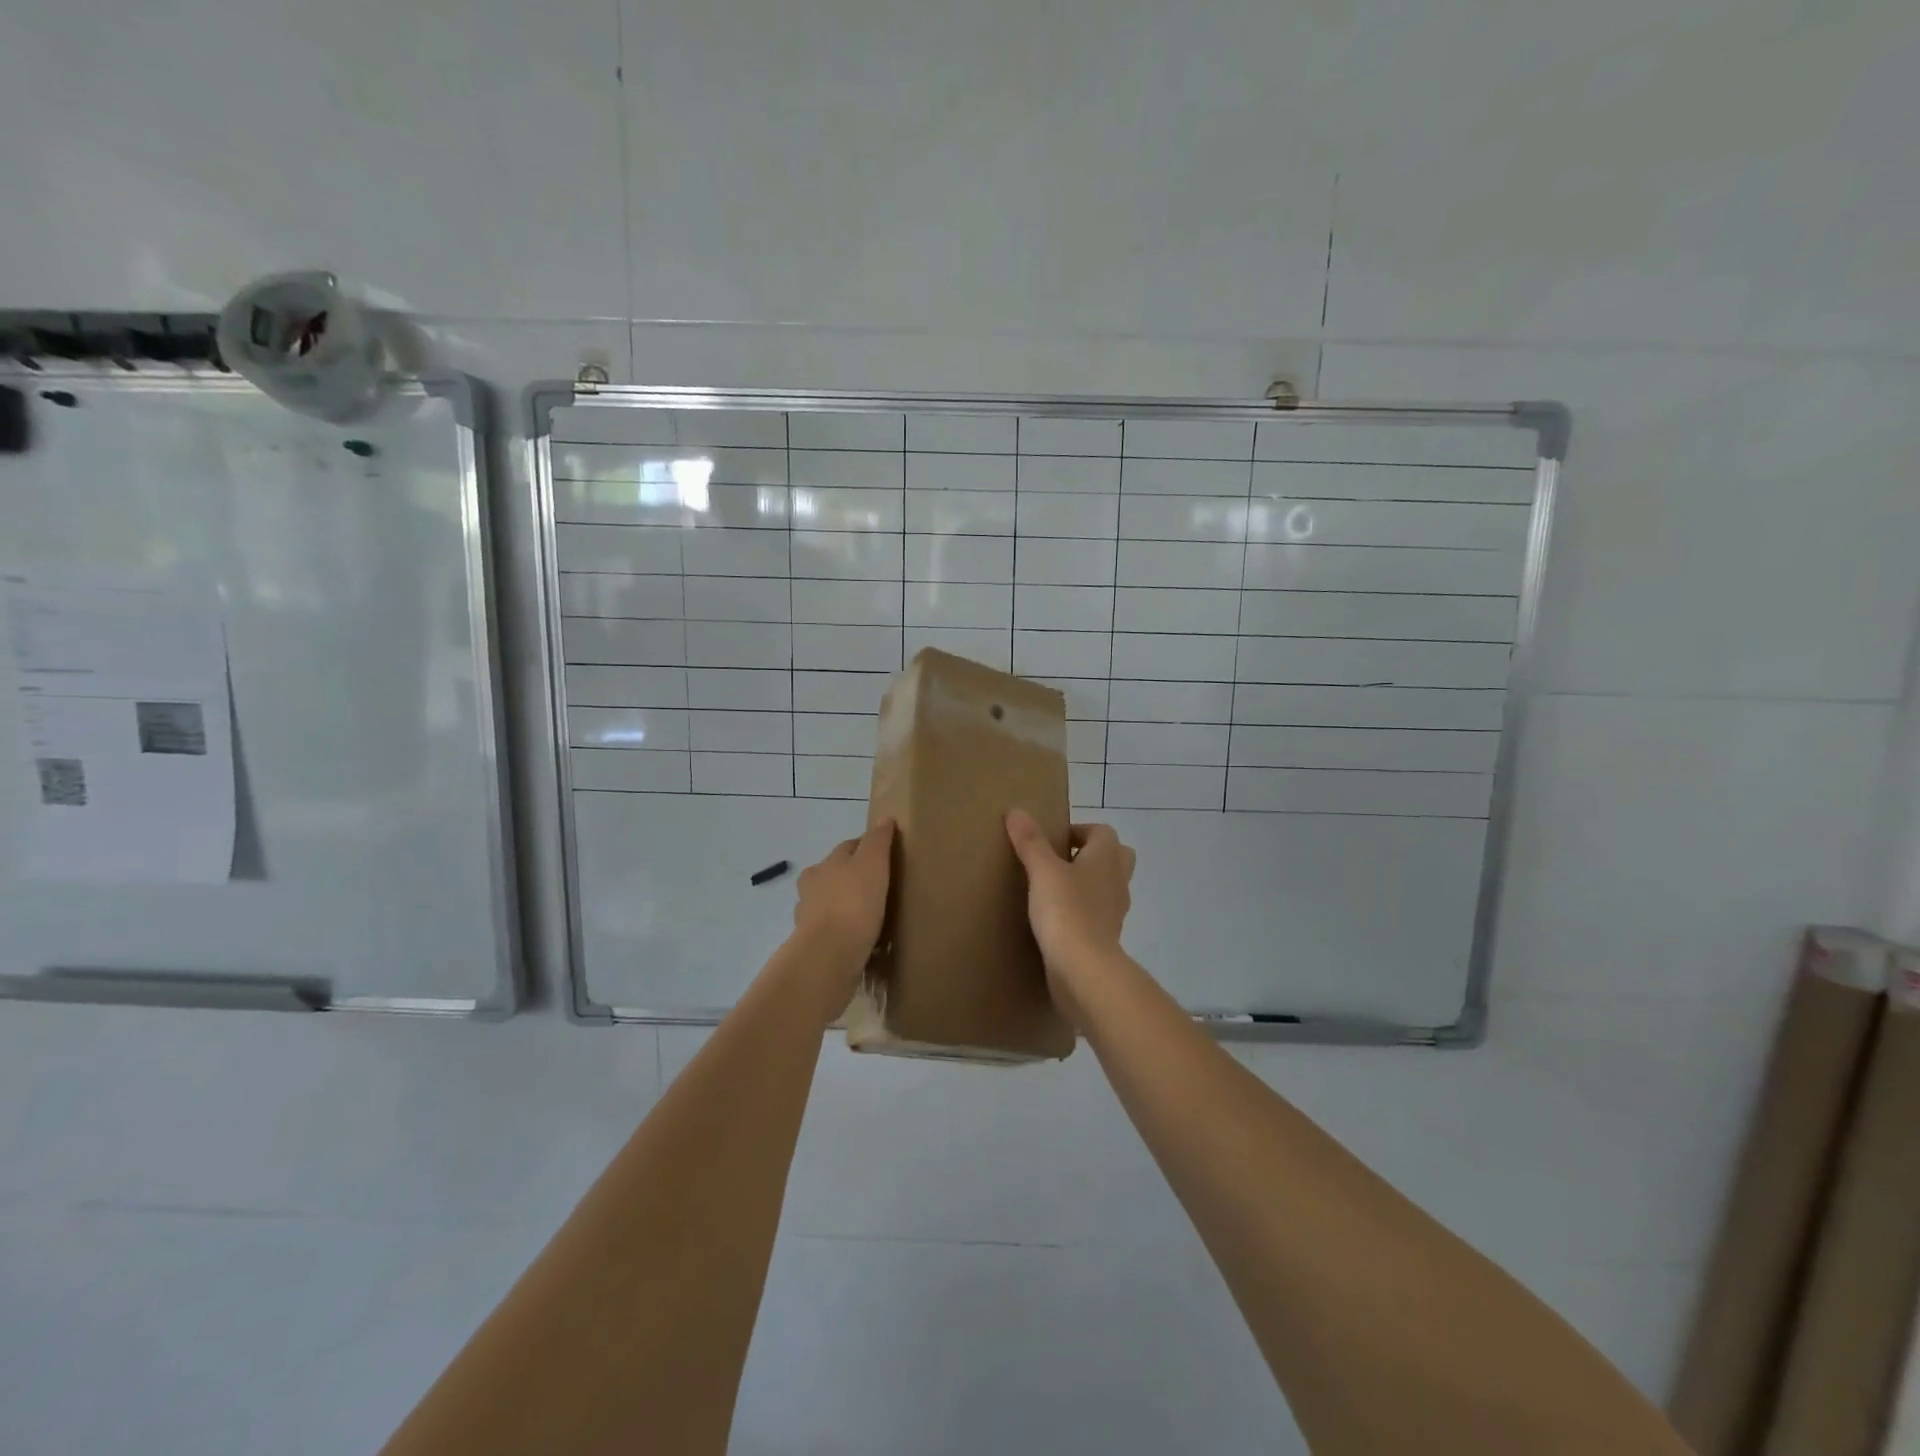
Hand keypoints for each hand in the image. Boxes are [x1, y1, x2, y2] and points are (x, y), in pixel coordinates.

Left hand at [792, 819, 894, 971]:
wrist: (829, 955)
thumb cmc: (853, 903)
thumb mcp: (872, 864)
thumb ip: (878, 841)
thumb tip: (885, 819)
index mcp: (825, 864)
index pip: (849, 847)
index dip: (868, 847)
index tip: (888, 856)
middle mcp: (812, 887)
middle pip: (835, 875)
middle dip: (853, 878)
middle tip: (881, 887)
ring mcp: (809, 918)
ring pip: (830, 904)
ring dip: (846, 907)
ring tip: (871, 916)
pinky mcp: (815, 945)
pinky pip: (833, 933)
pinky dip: (844, 933)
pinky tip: (861, 941)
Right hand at [1006, 811, 1134, 1010]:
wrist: (1085, 970)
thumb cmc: (1067, 911)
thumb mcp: (1043, 871)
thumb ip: (1030, 842)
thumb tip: (1017, 810)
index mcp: (1107, 858)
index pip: (1103, 831)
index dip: (1080, 830)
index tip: (1052, 841)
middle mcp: (1117, 881)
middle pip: (1115, 857)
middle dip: (1091, 855)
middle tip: (1058, 862)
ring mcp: (1115, 911)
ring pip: (1107, 887)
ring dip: (1088, 884)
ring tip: (1054, 890)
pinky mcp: (1106, 937)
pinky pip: (1098, 914)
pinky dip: (1083, 912)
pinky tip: (1057, 919)